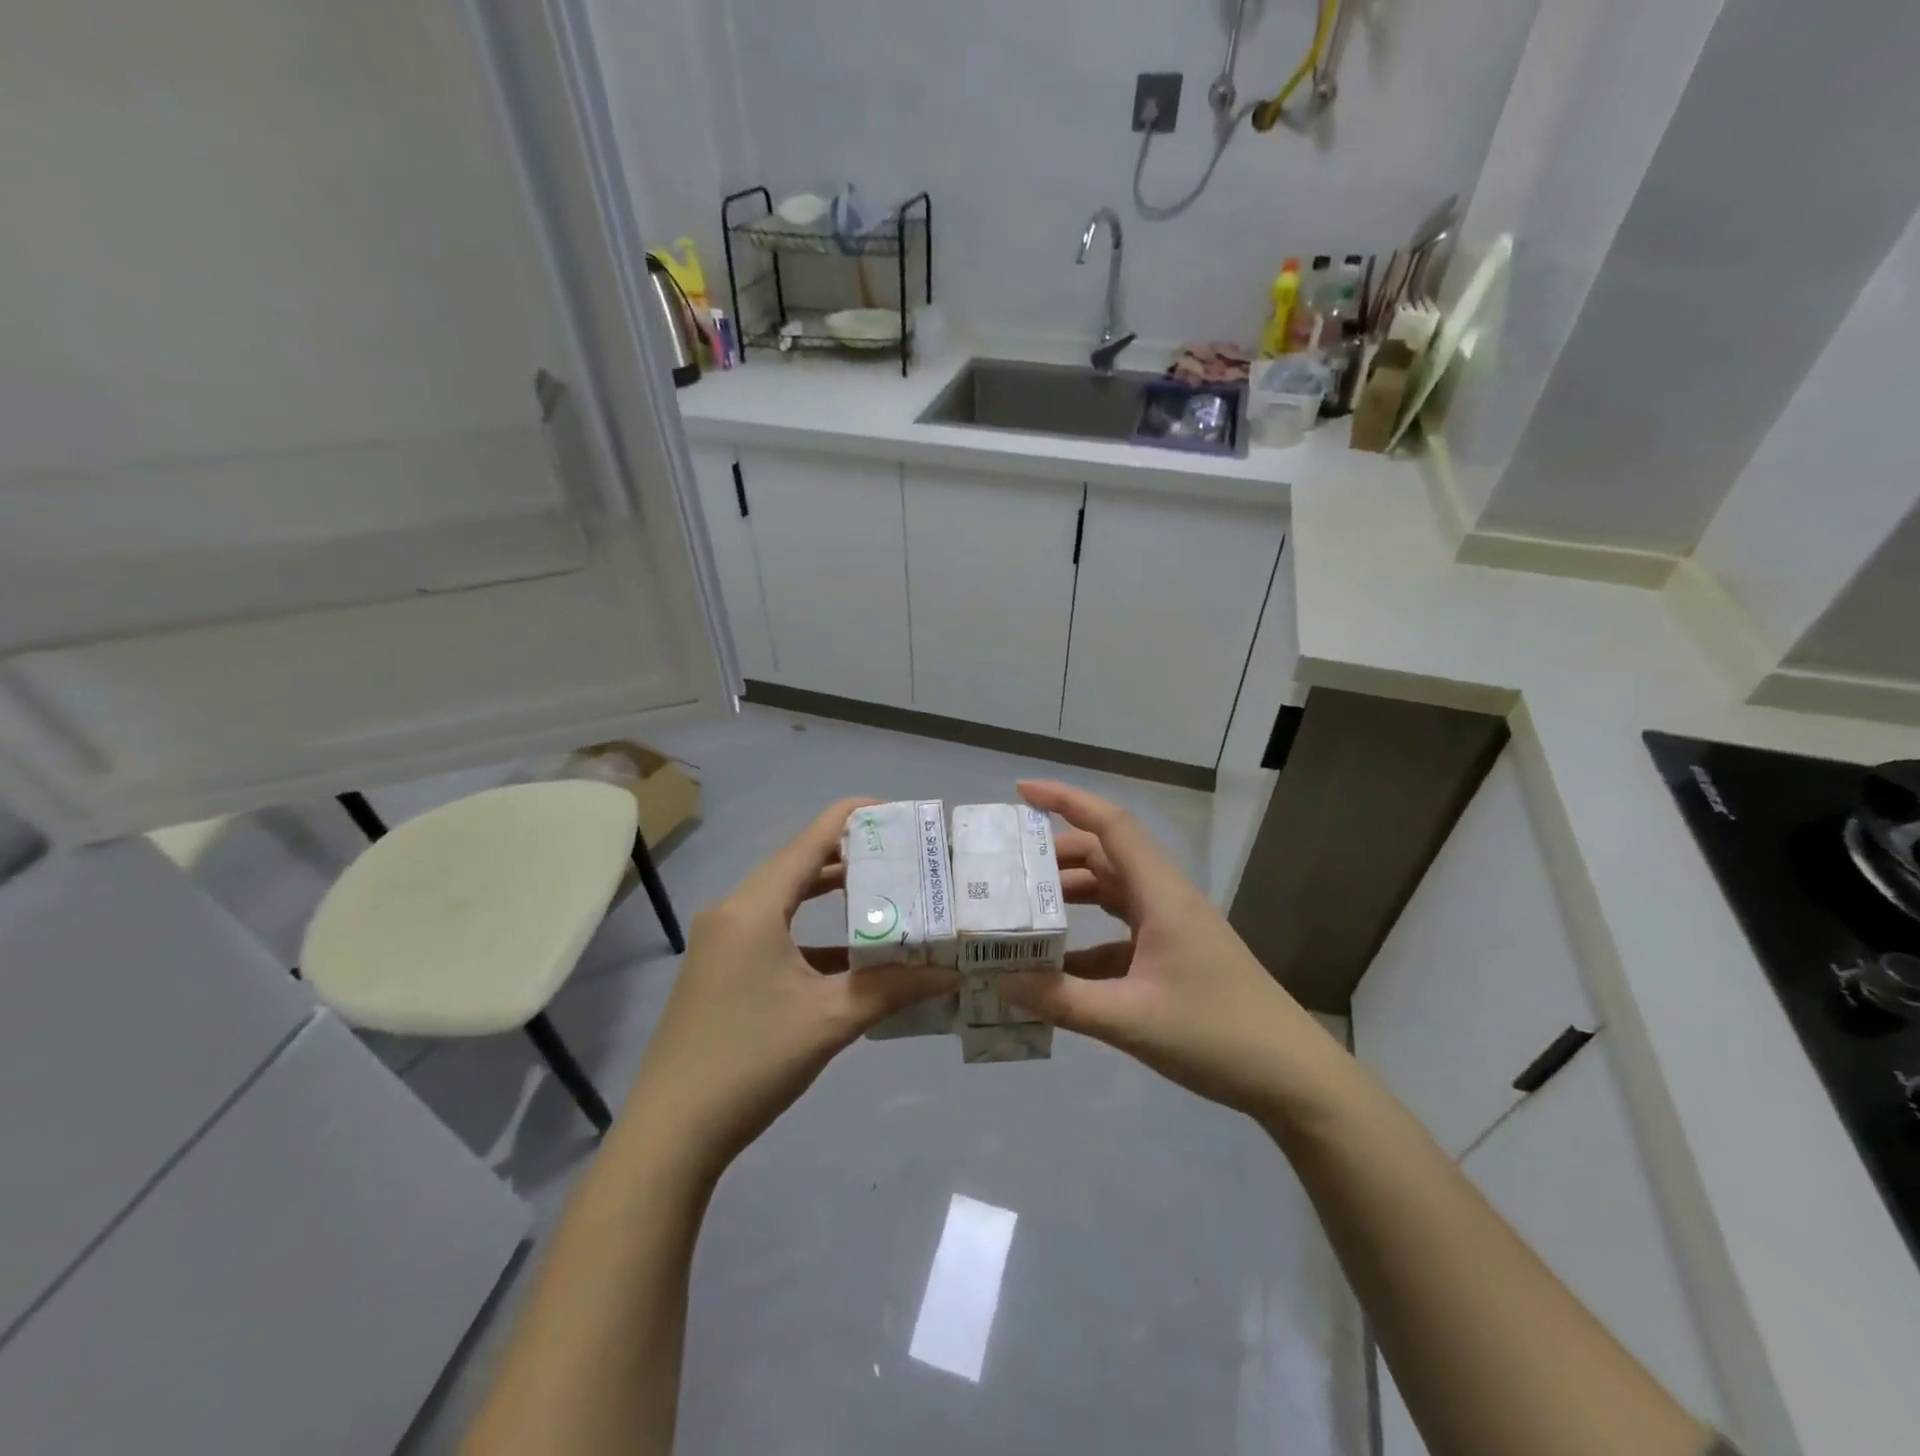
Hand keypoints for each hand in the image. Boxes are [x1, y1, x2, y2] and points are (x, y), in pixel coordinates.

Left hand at [623, 798, 954, 1183]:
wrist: (671, 1134)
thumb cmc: (751, 1062)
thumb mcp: (829, 1021)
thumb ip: (892, 989)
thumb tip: (950, 974)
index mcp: (754, 907)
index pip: (811, 839)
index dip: (856, 817)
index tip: (901, 814)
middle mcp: (734, 911)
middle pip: (799, 863)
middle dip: (852, 856)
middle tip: (905, 857)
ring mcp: (723, 941)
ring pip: (786, 898)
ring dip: (832, 894)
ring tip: (886, 892)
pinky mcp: (721, 968)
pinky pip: (774, 930)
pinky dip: (812, 931)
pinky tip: (851, 953)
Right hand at [1003, 780, 1343, 1120]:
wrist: (1293, 1078)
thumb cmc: (1217, 1035)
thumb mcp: (1130, 1019)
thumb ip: (1063, 1000)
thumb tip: (1001, 981)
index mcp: (1161, 894)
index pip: (1111, 825)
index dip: (1066, 800)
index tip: (1022, 791)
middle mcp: (1166, 899)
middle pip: (1106, 855)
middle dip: (1056, 854)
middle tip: (1009, 870)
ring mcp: (1173, 928)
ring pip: (1112, 892)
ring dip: (1071, 895)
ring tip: (1025, 911)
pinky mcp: (1175, 957)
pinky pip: (1120, 934)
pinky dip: (1087, 941)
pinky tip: (1058, 969)